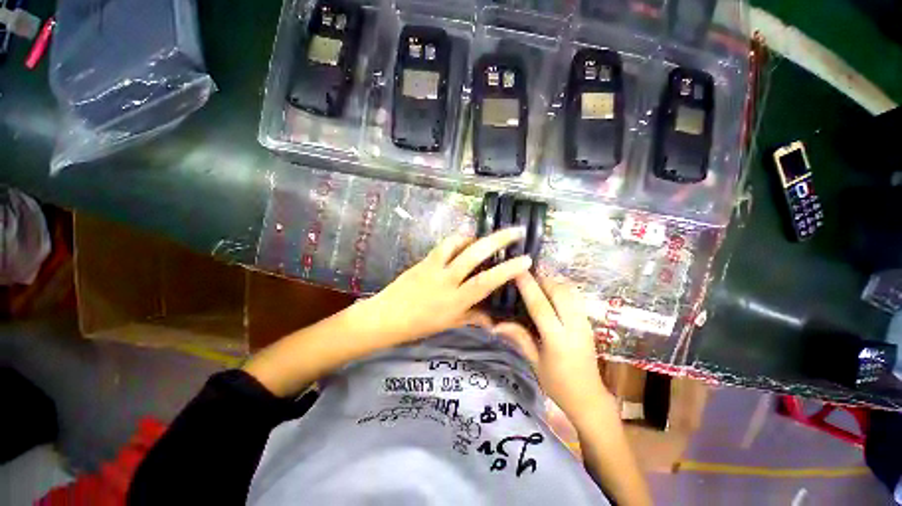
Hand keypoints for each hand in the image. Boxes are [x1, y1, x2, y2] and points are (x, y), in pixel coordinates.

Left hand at [351, 227, 532, 347]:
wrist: (386, 316)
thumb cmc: (418, 325)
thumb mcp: (449, 324)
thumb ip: (473, 318)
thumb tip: (493, 320)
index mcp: (455, 300)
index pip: (486, 282)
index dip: (507, 270)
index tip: (526, 259)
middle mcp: (447, 279)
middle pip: (475, 254)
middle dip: (498, 240)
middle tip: (516, 230)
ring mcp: (434, 266)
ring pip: (458, 243)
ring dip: (476, 236)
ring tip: (487, 238)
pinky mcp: (424, 259)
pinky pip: (445, 245)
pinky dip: (458, 240)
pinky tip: (465, 242)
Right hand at [494, 273, 609, 422]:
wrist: (589, 397)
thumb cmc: (558, 384)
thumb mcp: (535, 363)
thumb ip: (519, 339)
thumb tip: (496, 325)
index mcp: (558, 340)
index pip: (541, 306)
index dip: (528, 286)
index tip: (517, 271)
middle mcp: (574, 327)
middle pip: (559, 292)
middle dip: (542, 279)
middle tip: (525, 275)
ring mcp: (585, 323)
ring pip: (570, 292)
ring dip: (552, 282)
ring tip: (536, 281)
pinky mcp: (589, 323)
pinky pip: (575, 298)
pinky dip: (562, 289)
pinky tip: (550, 291)